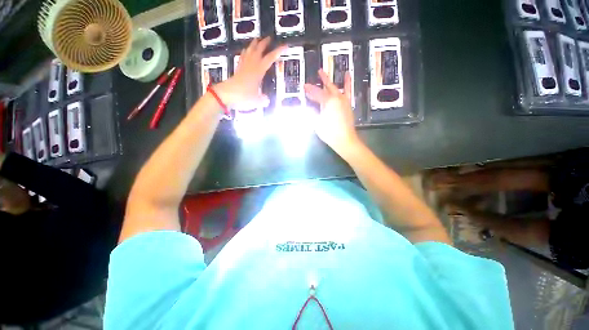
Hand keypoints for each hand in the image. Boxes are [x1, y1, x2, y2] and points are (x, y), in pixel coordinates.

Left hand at [215, 37, 284, 109]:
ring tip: (258, 39)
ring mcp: (243, 66)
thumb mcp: (256, 101)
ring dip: (254, 44)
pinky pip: (243, 57)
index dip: (278, 52)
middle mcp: (251, 66)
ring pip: (250, 51)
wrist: (226, 95)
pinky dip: (246, 52)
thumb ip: (263, 100)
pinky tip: (246, 50)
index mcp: (258, 71)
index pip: (270, 59)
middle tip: (270, 38)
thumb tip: (267, 100)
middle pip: (259, 50)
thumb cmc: (242, 97)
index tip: (285, 46)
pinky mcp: (238, 69)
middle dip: (265, 43)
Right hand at [304, 69, 360, 158]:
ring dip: (329, 80)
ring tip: (325, 72)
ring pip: (335, 87)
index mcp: (328, 101)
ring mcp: (343, 100)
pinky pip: (347, 91)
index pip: (316, 93)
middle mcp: (337, 97)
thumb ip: (311, 112)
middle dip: (319, 81)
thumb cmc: (329, 133)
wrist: (345, 139)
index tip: (304, 86)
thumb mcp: (316, 123)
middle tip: (314, 74)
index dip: (309, 90)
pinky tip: (347, 76)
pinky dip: (347, 83)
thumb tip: (306, 106)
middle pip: (325, 88)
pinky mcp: (348, 104)